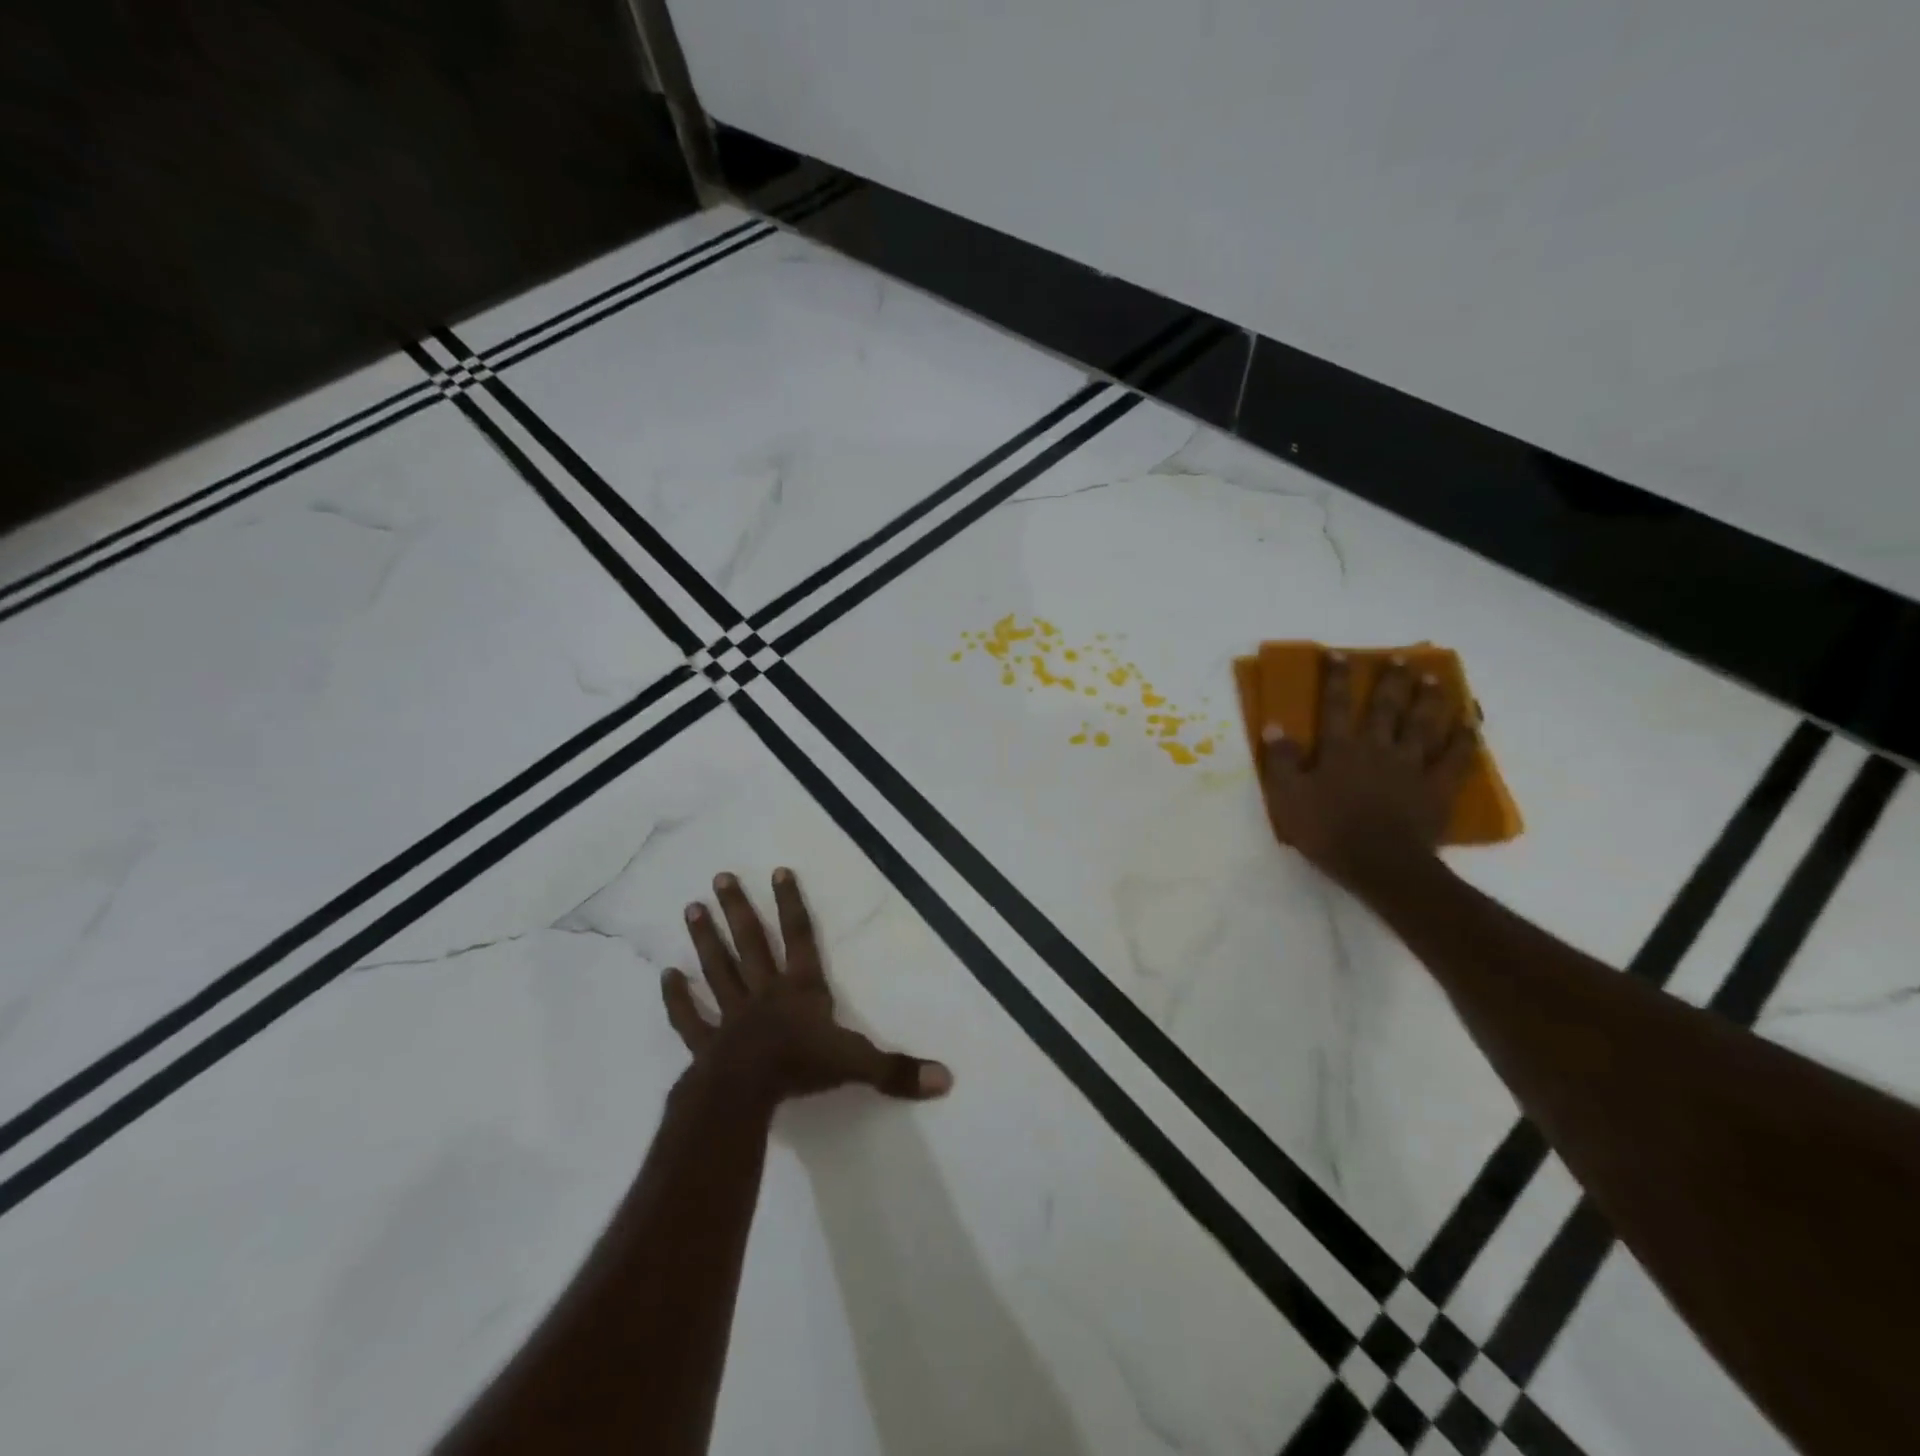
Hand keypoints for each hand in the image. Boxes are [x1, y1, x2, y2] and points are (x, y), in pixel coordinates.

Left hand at [663, 867, 952, 1104]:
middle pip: (750, 943)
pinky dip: (677, 998)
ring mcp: (732, 1015)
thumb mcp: (857, 1065)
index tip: (778, 871)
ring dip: (705, 940)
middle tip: (719, 878)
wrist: (745, 1095)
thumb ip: (898, 1070)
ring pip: (718, 970)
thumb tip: (946, 1079)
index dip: (791, 904)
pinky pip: (689, 1018)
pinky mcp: (706, 1043)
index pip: (799, 937)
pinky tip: (665, 976)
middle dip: (738, 910)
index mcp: (801, 989)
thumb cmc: (802, 1069)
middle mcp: (764, 992)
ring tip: (690, 909)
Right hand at [1259, 653, 1477, 894]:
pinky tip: (1471, 724)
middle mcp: (1378, 748)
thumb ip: (1282, 761)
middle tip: (1401, 659)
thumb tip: (1274, 726)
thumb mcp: (1289, 797)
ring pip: (1423, 725)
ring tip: (1435, 679)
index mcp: (1340, 749)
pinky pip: (1455, 759)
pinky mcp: (1437, 788)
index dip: (1336, 679)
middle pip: (1386, 708)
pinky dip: (1464, 740)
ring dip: (1429, 700)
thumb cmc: (1328, 831)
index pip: (1335, 706)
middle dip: (1391, 681)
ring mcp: (1411, 766)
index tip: (1339, 655)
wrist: (1381, 864)